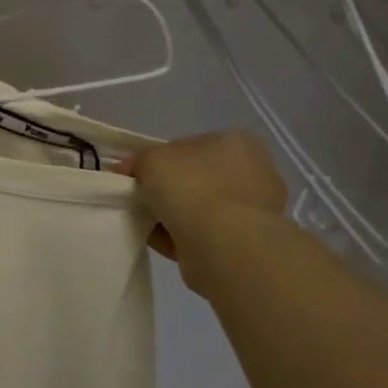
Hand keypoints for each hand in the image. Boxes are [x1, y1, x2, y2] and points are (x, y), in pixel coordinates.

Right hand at [117, 130, 286, 291]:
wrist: (224, 245)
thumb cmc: (190, 187)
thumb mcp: (149, 158)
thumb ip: (138, 161)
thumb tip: (130, 171)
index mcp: (235, 142)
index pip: (190, 146)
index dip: (159, 160)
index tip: (137, 175)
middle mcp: (254, 172)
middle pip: (196, 178)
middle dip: (168, 190)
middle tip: (140, 199)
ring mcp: (256, 211)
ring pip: (200, 208)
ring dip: (173, 216)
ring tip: (148, 223)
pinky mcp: (250, 244)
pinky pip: (205, 234)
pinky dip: (182, 238)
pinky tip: (162, 241)